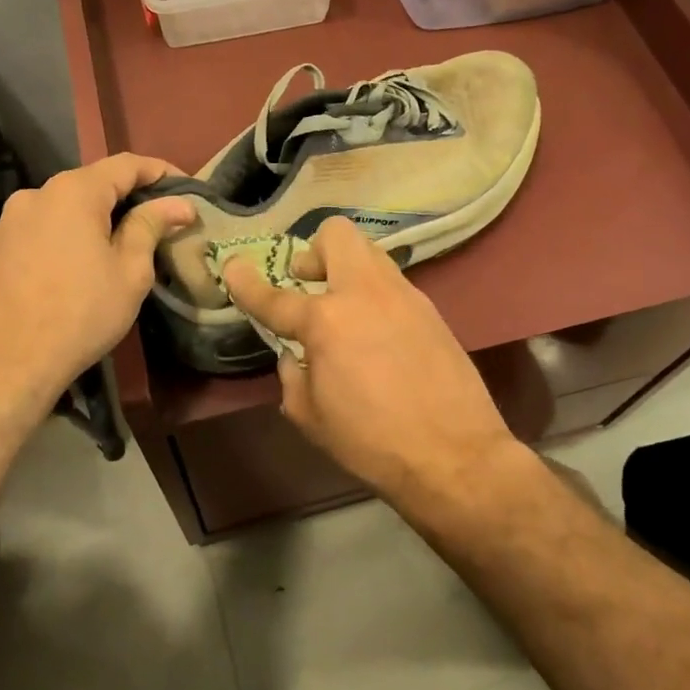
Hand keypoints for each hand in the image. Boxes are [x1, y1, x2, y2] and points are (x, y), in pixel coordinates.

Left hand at [0, 153, 193, 416]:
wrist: (8, 363)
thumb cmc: (81, 313)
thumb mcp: (130, 271)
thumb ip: (151, 225)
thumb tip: (179, 203)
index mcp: (73, 192)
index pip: (126, 164)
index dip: (161, 172)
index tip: (188, 189)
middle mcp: (37, 193)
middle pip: (94, 182)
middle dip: (130, 196)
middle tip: (162, 220)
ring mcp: (11, 219)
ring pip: (67, 205)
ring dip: (98, 216)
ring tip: (123, 244)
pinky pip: (44, 226)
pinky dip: (70, 233)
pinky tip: (82, 262)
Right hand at [222, 217, 516, 499]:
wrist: (455, 455)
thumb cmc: (371, 442)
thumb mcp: (311, 417)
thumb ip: (294, 376)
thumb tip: (296, 356)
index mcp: (326, 321)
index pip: (275, 296)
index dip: (246, 282)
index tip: (233, 266)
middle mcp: (364, 293)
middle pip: (337, 235)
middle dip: (314, 250)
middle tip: (307, 283)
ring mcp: (404, 296)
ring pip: (370, 253)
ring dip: (347, 269)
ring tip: (343, 309)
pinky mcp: (431, 309)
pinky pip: (392, 284)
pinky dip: (374, 295)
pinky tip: (376, 333)